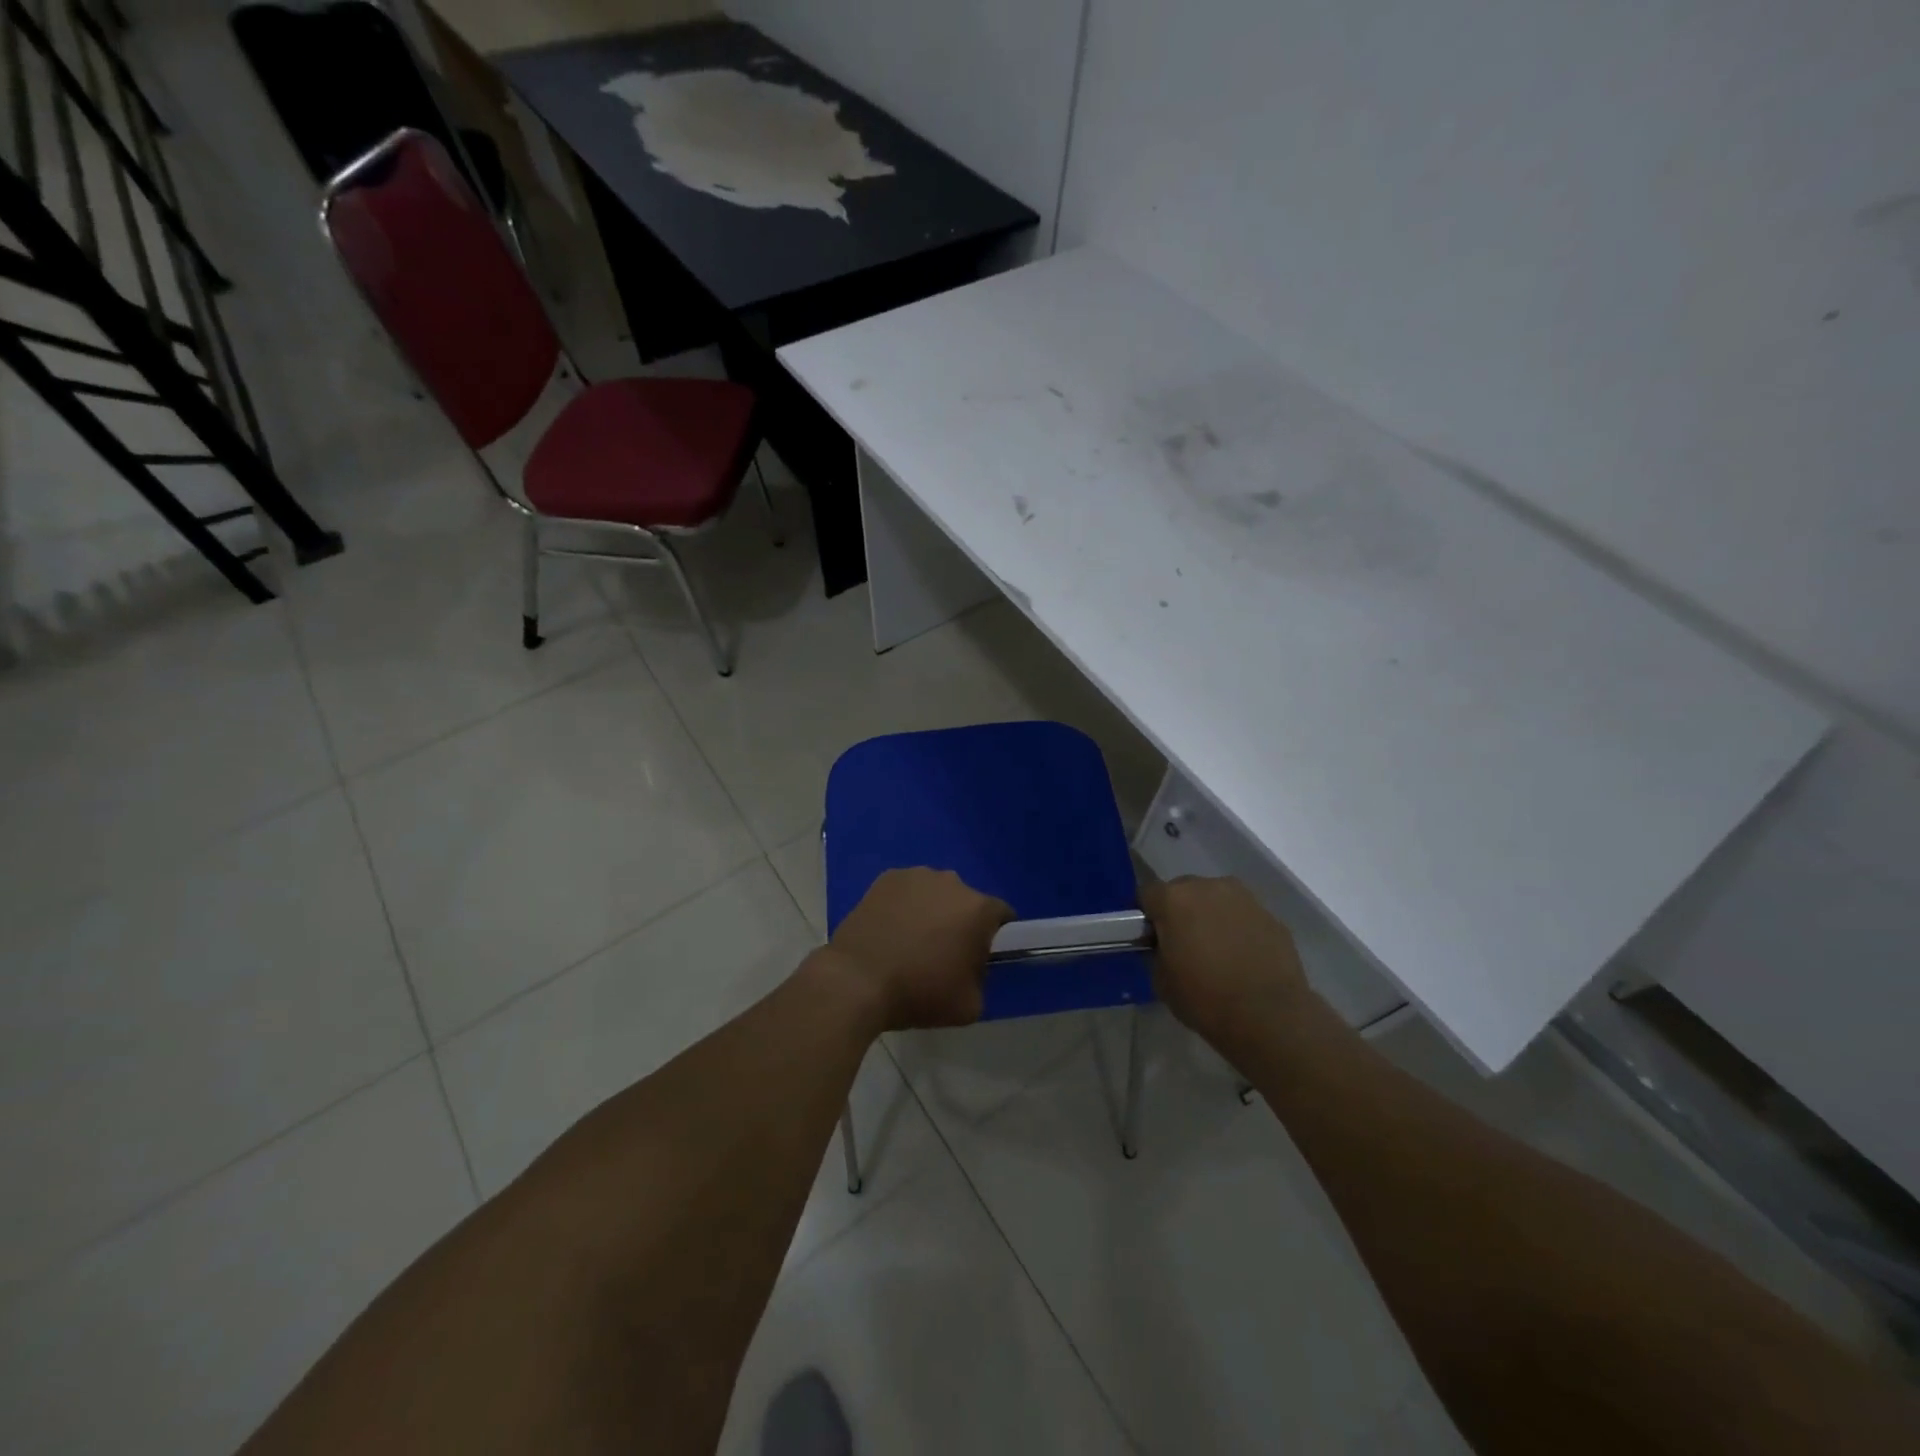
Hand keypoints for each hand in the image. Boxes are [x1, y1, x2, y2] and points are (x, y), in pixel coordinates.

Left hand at [826, 868, 1012, 1032]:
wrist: (856, 981)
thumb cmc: (919, 993)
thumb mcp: (970, 1004)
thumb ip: (982, 979)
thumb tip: (973, 967)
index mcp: (978, 908)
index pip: (1002, 915)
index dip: (994, 936)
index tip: (980, 957)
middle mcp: (951, 882)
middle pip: (966, 901)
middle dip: (960, 922)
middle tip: (943, 953)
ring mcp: (916, 876)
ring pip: (935, 893)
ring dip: (932, 911)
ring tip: (910, 941)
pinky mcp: (885, 878)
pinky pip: (907, 891)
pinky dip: (904, 905)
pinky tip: (889, 930)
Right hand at [1140, 876, 1312, 1053]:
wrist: (1270, 1017)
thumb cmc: (1205, 999)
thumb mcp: (1161, 981)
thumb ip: (1156, 952)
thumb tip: (1164, 946)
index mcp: (1174, 899)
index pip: (1147, 894)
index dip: (1145, 916)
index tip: (1150, 938)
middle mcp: (1208, 887)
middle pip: (1183, 891)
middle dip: (1179, 911)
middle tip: (1183, 944)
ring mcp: (1244, 898)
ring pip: (1216, 899)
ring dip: (1211, 916)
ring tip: (1217, 950)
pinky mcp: (1271, 915)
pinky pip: (1243, 916)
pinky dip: (1238, 929)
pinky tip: (1243, 958)